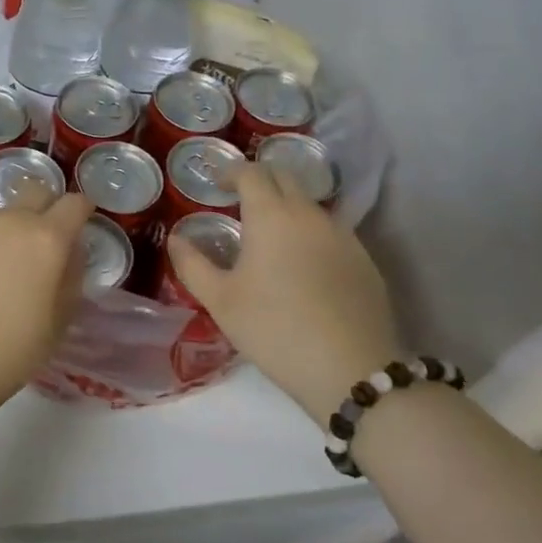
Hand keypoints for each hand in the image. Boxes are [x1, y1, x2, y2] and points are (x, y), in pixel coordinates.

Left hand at [0, 192, 94, 463]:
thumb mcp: (60, 321)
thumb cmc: (10, 351)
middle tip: (40, 245)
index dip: (82, 212)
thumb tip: (69, 252)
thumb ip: (71, 276)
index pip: (74, 203)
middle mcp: (9, 219)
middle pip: (36, 192)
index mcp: (46, 239)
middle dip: (45, 209)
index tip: (80, 227)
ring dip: (6, 231)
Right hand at [167, 164, 400, 416]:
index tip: (216, 184)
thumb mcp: (220, 301)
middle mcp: (309, 214)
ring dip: (287, 206)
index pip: (251, 172)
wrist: (352, 370)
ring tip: (270, 234)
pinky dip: (310, 232)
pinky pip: (331, 231)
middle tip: (240, 200)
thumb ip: (192, 264)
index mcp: (271, 215)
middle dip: (260, 180)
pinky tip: (303, 264)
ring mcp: (343, 235)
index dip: (231, 171)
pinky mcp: (365, 260)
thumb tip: (177, 239)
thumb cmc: (274, 329)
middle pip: (285, 177)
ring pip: (310, 204)